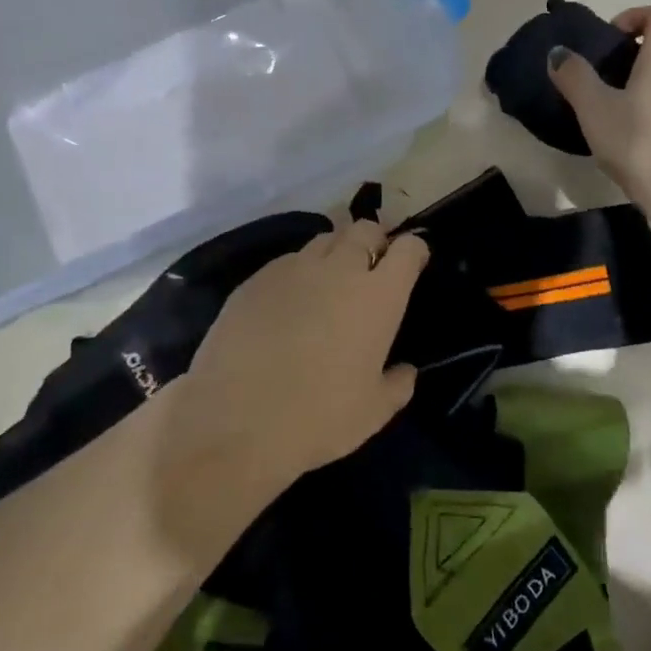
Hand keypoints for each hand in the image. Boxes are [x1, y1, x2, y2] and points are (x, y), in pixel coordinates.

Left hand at [173, 221, 428, 506]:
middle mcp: (339, 269)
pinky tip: (289, 303)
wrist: (236, 421)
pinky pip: (287, 261)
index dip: (413, 251)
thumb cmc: (319, 417)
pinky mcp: (256, 279)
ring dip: (336, 253)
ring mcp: (293, 269)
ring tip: (330, 284)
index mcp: (378, 296)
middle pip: (365, 229)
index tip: (412, 265)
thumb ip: (398, 384)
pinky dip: (298, 272)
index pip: (407, 248)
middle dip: (374, 241)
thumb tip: (404, 370)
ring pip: (324, 240)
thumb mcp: (374, 412)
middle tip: (371, 270)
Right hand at [550, 3, 650, 219]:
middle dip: (632, 59)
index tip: (610, 42)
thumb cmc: (641, 141)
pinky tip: (634, 141)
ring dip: (643, 89)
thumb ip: (575, 78)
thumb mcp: (595, 109)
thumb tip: (559, 54)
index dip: (635, 17)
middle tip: (601, 85)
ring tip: (613, 117)